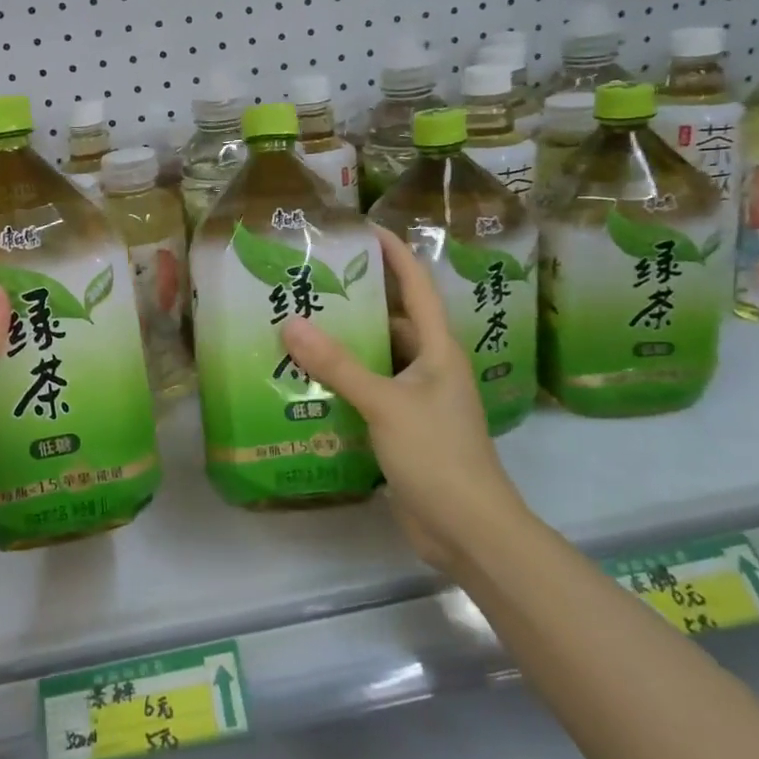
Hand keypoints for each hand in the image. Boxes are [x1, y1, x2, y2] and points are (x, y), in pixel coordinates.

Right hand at [280, 225, 520, 569]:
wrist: (468, 529)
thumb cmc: (437, 454)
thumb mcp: (384, 403)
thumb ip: (337, 365)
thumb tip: (291, 324)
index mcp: (437, 349)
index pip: (417, 286)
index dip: (395, 254)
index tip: (364, 228)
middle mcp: (429, 367)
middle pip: (393, 321)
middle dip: (357, 302)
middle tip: (312, 283)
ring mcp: (417, 400)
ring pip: (378, 359)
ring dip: (346, 346)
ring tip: (300, 326)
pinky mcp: (403, 428)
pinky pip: (370, 392)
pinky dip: (344, 382)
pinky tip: (309, 380)